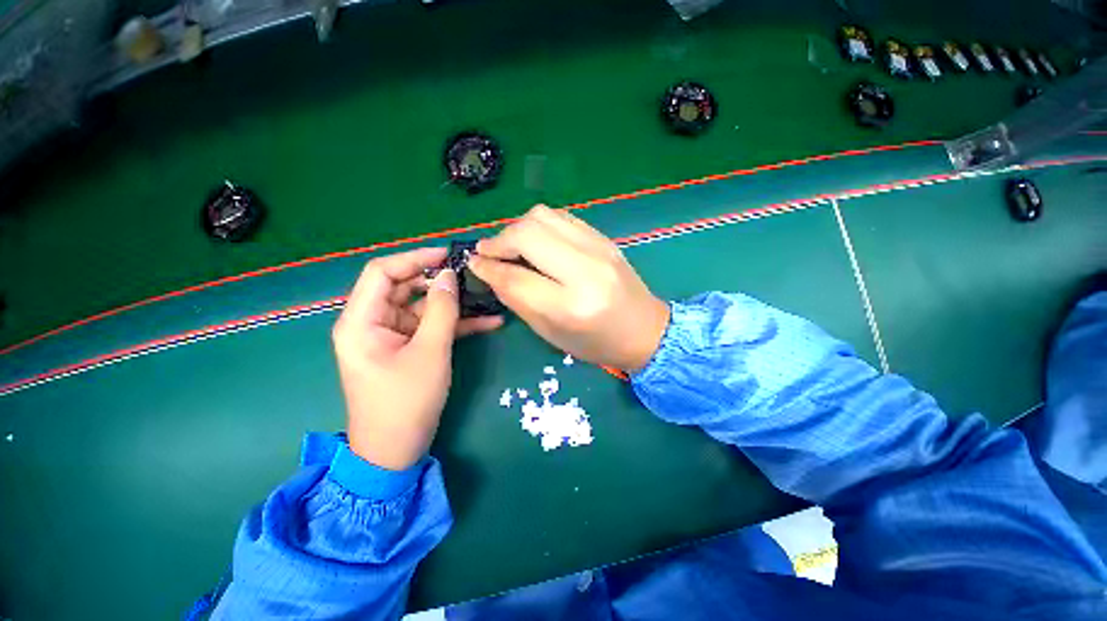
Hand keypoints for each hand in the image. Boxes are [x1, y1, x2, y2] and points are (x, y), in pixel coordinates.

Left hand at [332, 247, 502, 469]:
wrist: (395, 451)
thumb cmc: (406, 403)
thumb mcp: (429, 352)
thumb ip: (441, 310)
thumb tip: (449, 275)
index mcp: (362, 321)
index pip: (382, 273)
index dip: (414, 258)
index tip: (448, 254)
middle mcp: (373, 323)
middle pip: (405, 288)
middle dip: (439, 281)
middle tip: (472, 276)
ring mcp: (392, 337)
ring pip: (423, 308)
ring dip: (454, 304)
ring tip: (486, 295)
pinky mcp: (409, 349)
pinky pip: (431, 328)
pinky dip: (456, 324)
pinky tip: (488, 322)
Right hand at [468, 205, 668, 371]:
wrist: (646, 330)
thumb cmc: (597, 343)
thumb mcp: (551, 333)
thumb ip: (518, 300)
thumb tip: (489, 270)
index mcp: (571, 306)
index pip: (516, 276)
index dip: (488, 267)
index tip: (473, 262)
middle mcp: (586, 269)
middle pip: (528, 234)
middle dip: (499, 240)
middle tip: (490, 253)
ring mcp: (599, 247)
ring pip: (543, 216)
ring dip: (519, 228)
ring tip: (513, 246)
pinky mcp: (604, 238)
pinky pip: (562, 217)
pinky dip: (540, 225)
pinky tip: (538, 242)